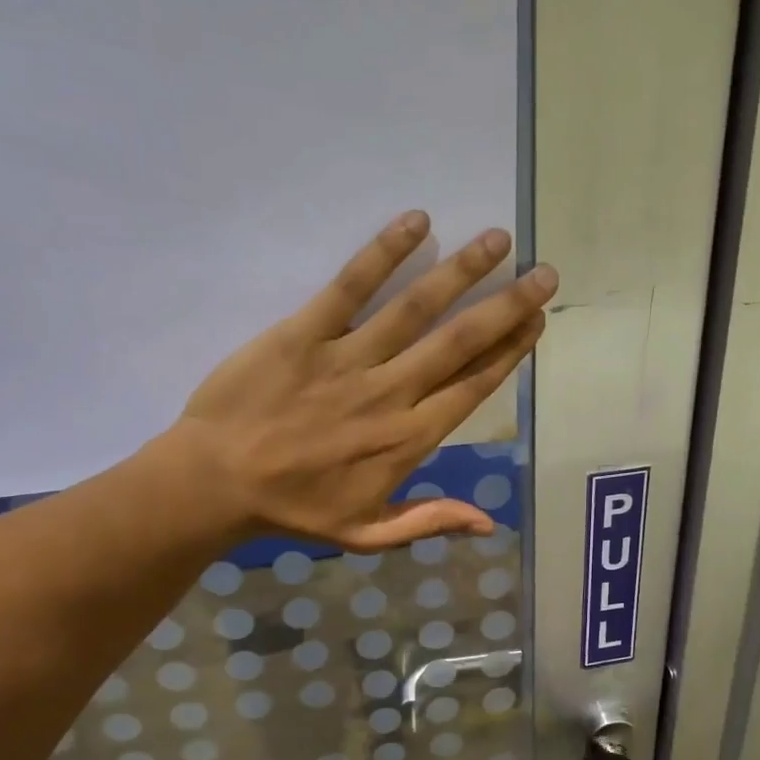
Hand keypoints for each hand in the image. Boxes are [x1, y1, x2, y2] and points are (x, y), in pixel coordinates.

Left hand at [165, 211, 553, 550]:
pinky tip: (418, 223)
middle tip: (543, 273)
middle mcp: (390, 394)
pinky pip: (350, 287)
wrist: (216, 483)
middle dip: (507, 306)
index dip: (510, 352)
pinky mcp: (304, 333)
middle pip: (459, 342)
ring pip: (417, 309)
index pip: (473, 387)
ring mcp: (348, 360)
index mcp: (408, 440)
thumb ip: (429, 522)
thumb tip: (491, 523)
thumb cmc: (294, 509)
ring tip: (499, 241)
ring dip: (463, 272)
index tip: (537, 321)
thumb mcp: (368, 535)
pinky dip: (384, 253)